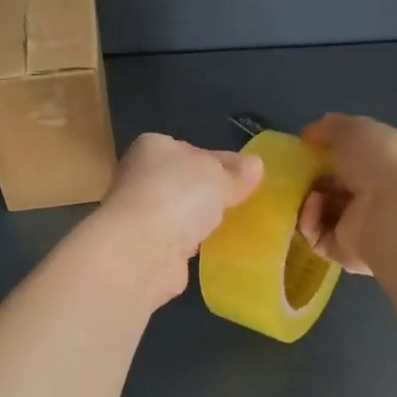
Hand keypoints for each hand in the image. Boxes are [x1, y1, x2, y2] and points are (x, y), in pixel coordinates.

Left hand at [94, 133, 263, 302]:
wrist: (141, 249)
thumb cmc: (178, 195)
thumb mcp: (217, 175)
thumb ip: (235, 173)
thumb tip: (255, 165)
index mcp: (153, 147)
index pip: (192, 150)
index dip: (221, 161)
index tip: (248, 176)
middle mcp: (141, 177)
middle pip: (186, 182)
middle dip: (211, 192)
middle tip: (246, 202)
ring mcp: (142, 214)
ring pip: (181, 212)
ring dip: (202, 220)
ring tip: (237, 226)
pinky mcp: (147, 248)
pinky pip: (179, 240)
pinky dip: (194, 244)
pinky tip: (216, 248)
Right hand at [297, 113, 396, 275]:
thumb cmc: (382, 162)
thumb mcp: (355, 130)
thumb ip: (331, 128)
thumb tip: (311, 133)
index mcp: (383, 165)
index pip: (349, 160)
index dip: (324, 153)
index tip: (302, 148)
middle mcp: (373, 196)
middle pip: (331, 188)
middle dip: (309, 179)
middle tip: (291, 173)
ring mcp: (360, 227)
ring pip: (320, 214)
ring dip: (305, 201)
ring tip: (305, 191)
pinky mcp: (346, 253)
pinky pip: (317, 238)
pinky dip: (308, 223)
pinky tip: (312, 209)